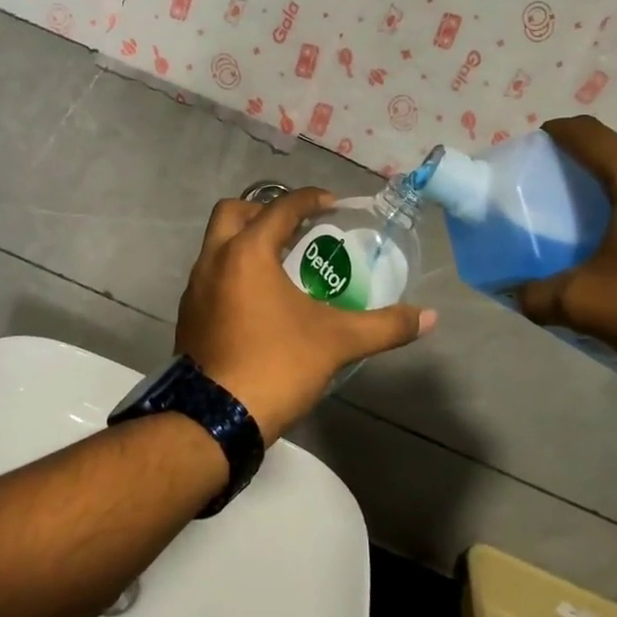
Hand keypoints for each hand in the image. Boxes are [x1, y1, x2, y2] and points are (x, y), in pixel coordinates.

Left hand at [177, 188, 434, 442]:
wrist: (216, 418)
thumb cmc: (277, 365)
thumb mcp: (337, 342)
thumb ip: (384, 326)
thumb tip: (429, 318)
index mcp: (247, 252)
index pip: (280, 208)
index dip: (309, 199)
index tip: (332, 205)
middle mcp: (213, 259)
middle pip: (233, 212)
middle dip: (263, 211)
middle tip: (295, 230)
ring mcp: (195, 288)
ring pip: (217, 244)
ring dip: (245, 242)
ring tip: (281, 264)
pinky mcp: (188, 314)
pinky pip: (210, 275)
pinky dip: (233, 272)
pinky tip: (258, 301)